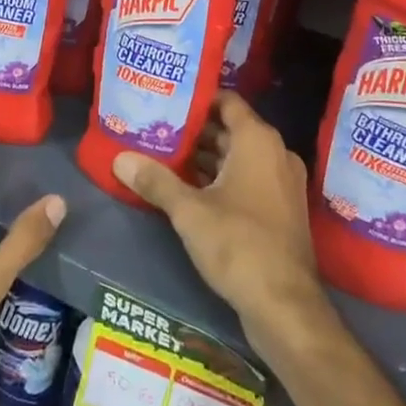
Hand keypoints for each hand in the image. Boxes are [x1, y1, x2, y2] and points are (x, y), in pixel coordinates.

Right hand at [111, 92, 333, 356]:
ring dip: (205, 158)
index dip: (197, 98)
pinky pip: (247, 180)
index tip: (167, 100)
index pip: (227, 101)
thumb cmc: (238, 244)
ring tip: (163, 157)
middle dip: (194, 131)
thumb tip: (120, 158)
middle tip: (157, 130)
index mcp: (258, 141)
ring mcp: (282, 184)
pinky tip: (187, 190)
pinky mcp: (280, 210)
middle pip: (229, 130)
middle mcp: (275, 154)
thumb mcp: (189, 211)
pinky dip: (220, 180)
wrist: (285, 306)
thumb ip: (155, 181)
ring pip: (237, 158)